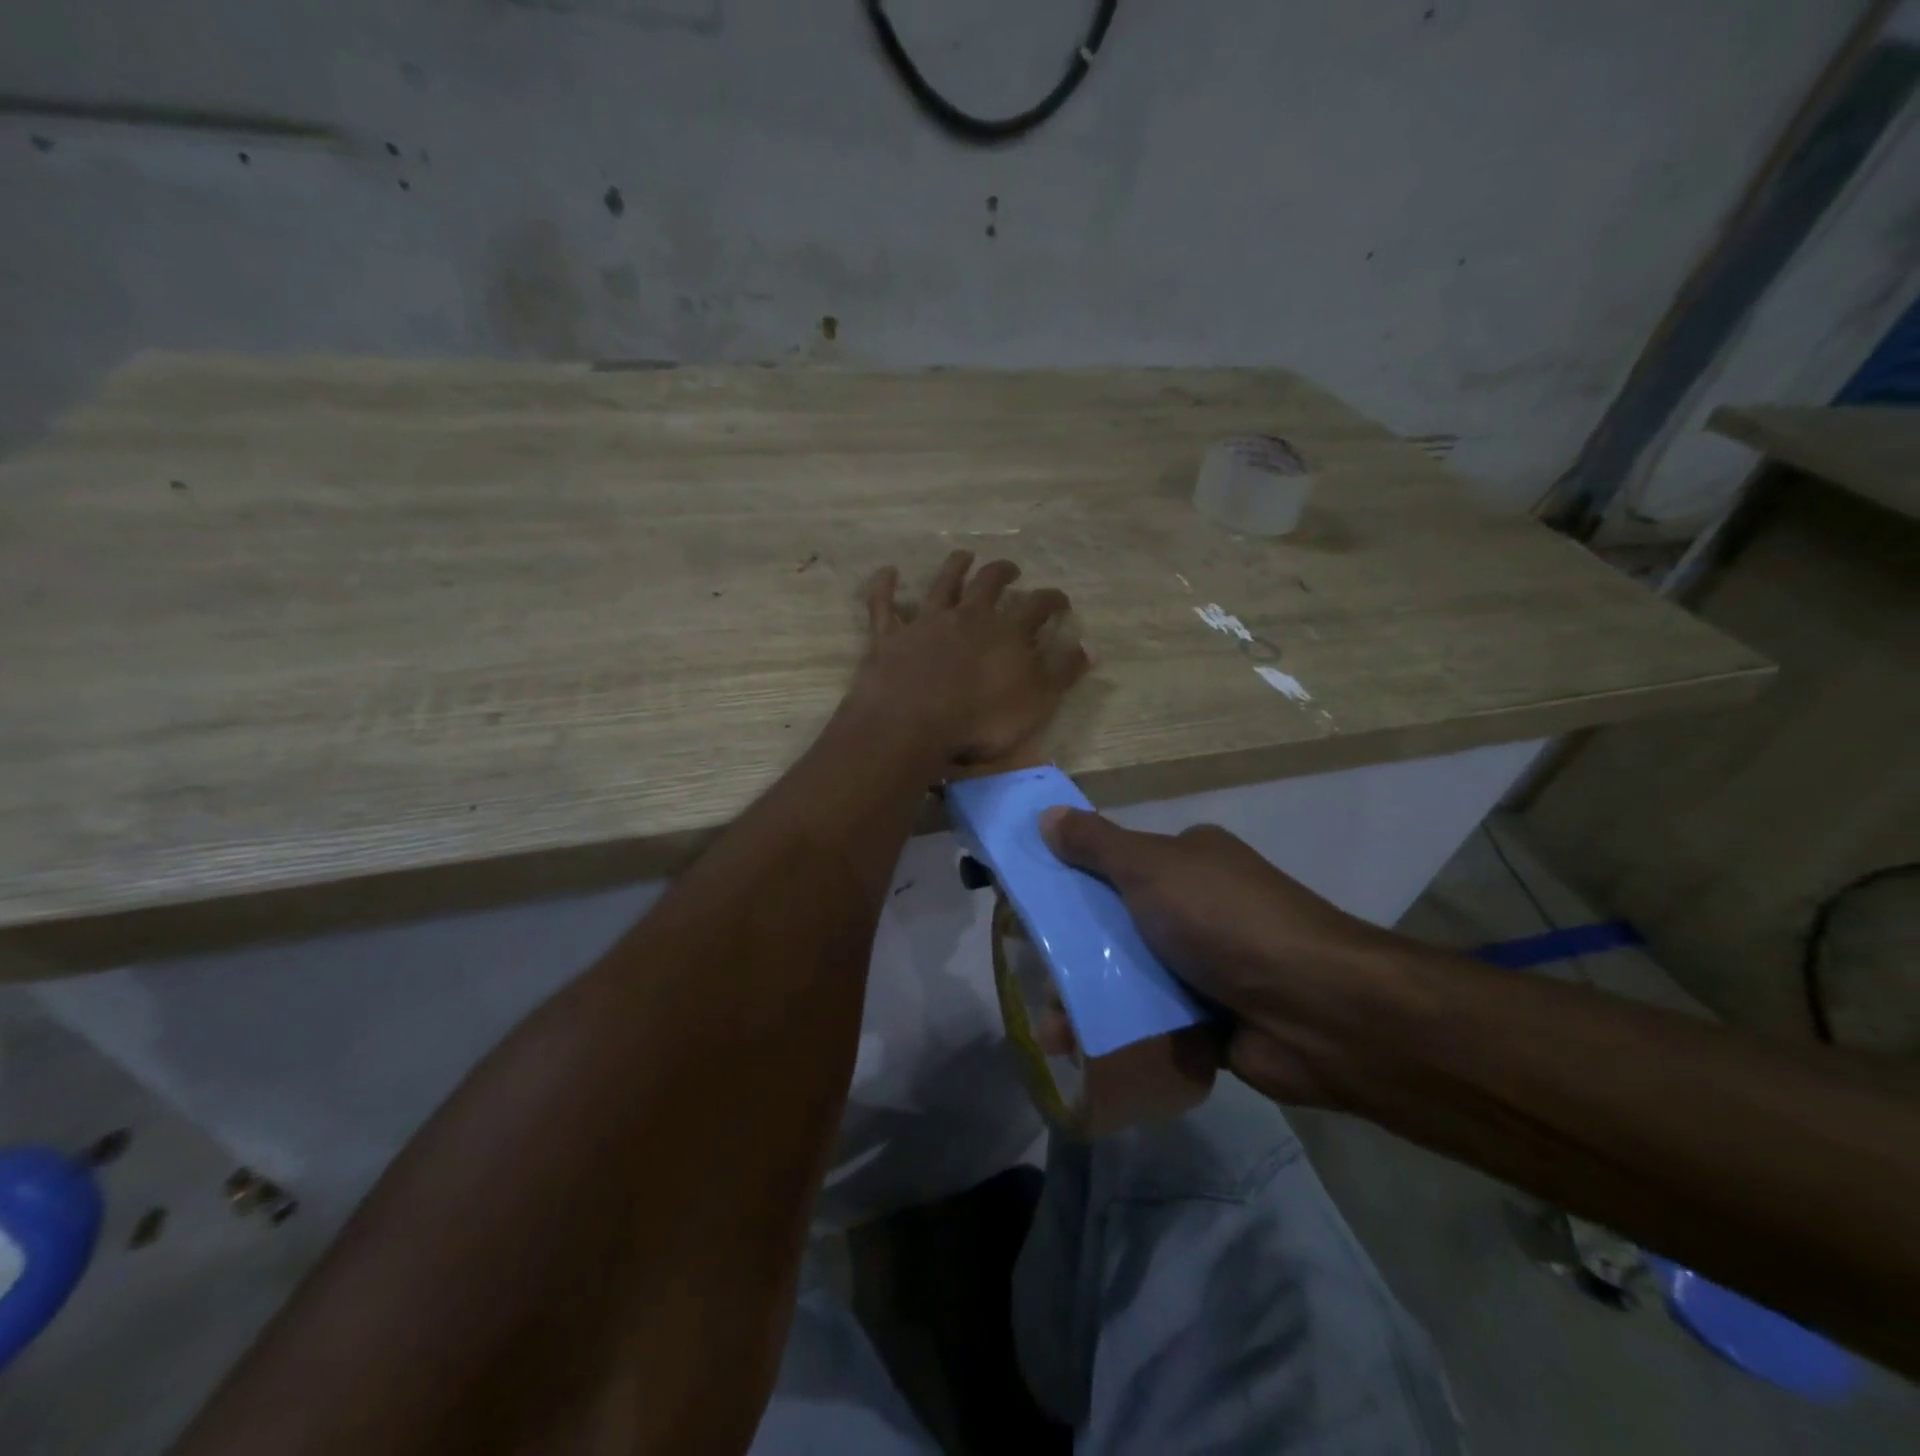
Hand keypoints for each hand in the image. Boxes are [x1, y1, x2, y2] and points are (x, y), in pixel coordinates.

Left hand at [850, 550, 1091, 767]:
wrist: (913, 725)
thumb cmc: (980, 720)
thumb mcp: (1036, 702)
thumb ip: (1062, 673)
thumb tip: (1090, 647)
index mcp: (1007, 632)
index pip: (1038, 606)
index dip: (1052, 599)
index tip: (1061, 600)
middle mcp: (968, 617)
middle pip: (989, 583)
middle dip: (1003, 572)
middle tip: (1011, 569)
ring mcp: (927, 623)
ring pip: (943, 584)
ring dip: (955, 567)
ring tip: (965, 556)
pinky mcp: (890, 637)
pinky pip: (884, 605)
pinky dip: (885, 586)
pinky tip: (888, 571)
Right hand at [1039, 809, 1419, 1104]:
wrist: (1316, 1011)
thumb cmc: (1225, 922)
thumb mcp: (1152, 869)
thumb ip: (1096, 845)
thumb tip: (1046, 816)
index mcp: (1188, 862)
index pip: (1117, 865)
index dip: (1072, 884)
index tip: (1033, 913)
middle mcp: (1198, 908)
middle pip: (1117, 925)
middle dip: (1075, 954)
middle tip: (1041, 982)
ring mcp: (1207, 965)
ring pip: (1131, 977)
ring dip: (1090, 1000)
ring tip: (1056, 1031)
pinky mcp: (1212, 1018)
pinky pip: (1153, 1019)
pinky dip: (1121, 1032)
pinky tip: (1084, 1050)